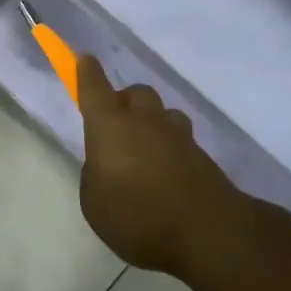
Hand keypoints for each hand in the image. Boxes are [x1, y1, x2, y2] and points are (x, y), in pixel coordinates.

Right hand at [76, 54, 242, 275]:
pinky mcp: (202, 155)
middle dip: (124, 103)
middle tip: (116, 129)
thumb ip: (96, 174)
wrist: (206, 231)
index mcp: (110, 126)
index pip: (94, 88)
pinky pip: (180, 141)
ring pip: (162, 114)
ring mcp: (177, 136)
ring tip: (145, 154)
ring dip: (152, 124)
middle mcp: (144, 121)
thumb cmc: (136, 216)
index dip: (87, 72)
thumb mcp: (94, 202)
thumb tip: (107, 163)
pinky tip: (167, 176)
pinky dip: (170, 150)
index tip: (84, 59)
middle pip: (135, 94)